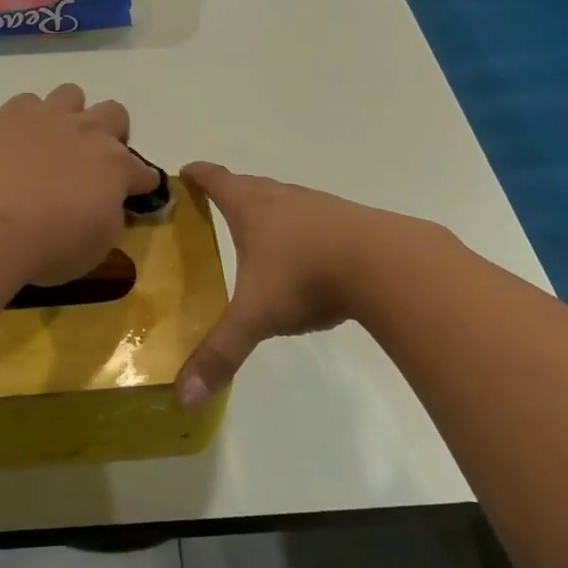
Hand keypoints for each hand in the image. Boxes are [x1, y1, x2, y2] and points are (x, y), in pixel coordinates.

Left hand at [0, 84, 160, 287]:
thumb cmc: (50, 246)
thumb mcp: (97, 246)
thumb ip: (110, 216)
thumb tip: (107, 204)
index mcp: (116, 166)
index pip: (144, 171)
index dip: (143, 183)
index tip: (137, 193)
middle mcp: (89, 131)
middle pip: (115, 114)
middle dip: (112, 132)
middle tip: (94, 159)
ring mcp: (49, 117)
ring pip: (72, 94)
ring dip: (70, 114)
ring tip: (54, 140)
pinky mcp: (10, 114)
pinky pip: (27, 102)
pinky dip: (27, 119)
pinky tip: (17, 141)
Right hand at [175, 164, 407, 406]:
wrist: (384, 263)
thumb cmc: (306, 277)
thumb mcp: (256, 317)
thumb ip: (220, 353)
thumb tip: (183, 396)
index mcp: (251, 208)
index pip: (216, 180)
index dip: (198, 175)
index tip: (185, 171)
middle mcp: (282, 198)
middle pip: (249, 185)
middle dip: (230, 191)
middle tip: (214, 204)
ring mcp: (318, 206)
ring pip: (284, 200)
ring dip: (268, 208)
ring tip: (258, 229)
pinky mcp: (347, 221)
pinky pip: (314, 218)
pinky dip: (300, 228)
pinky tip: (307, 253)